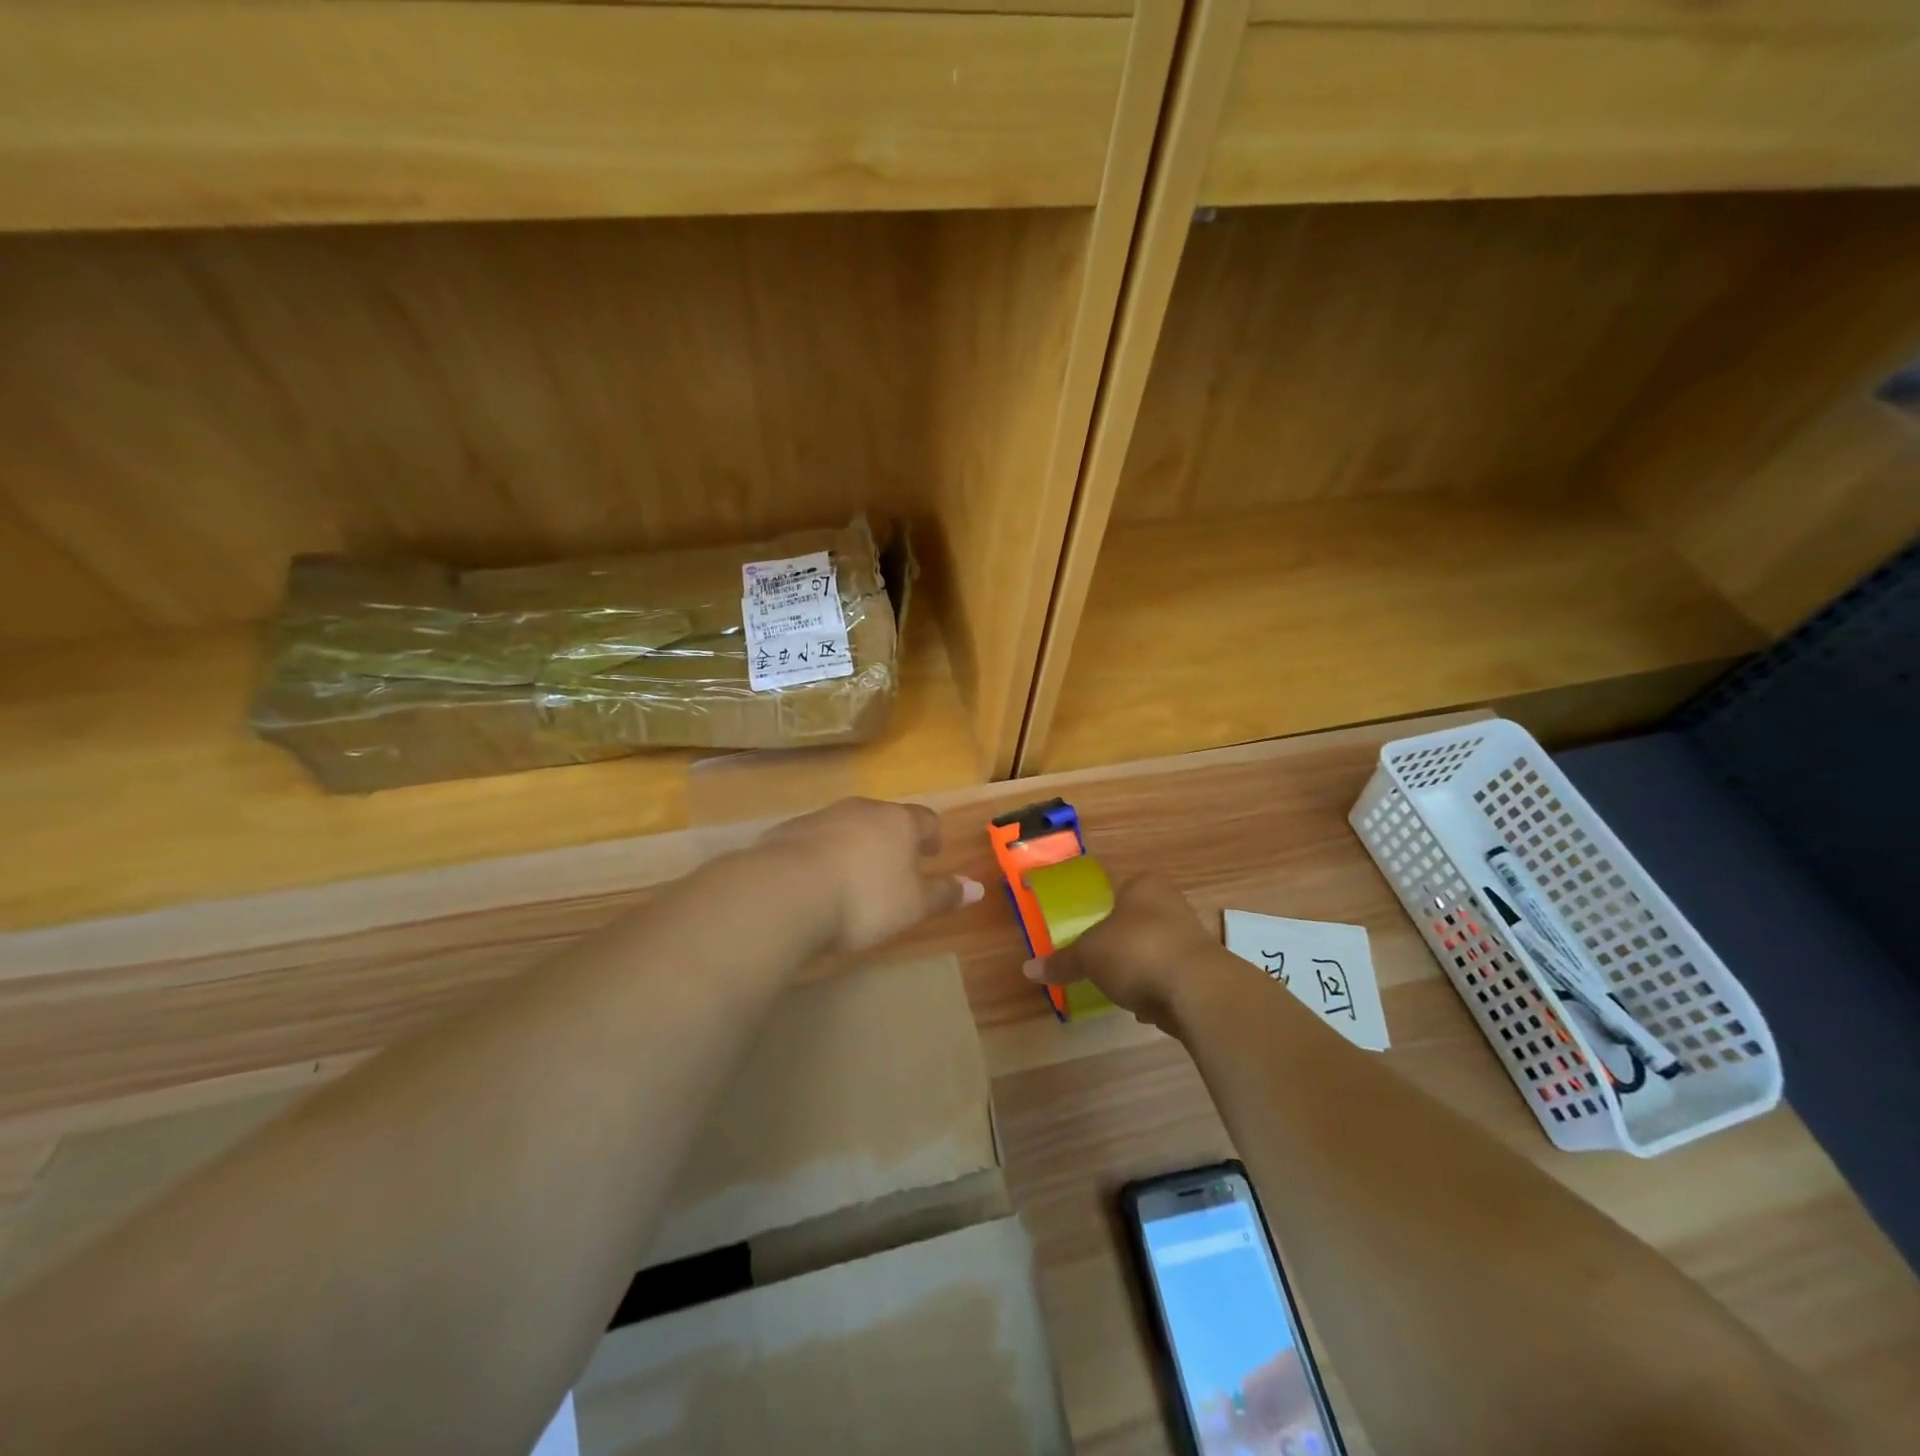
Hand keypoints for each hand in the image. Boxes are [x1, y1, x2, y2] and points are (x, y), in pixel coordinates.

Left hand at [759, 798, 983, 953]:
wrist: (787, 892)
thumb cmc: (865, 898)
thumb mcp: (913, 905)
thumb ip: (944, 894)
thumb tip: (977, 887)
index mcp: (898, 822)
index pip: (925, 819)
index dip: (932, 836)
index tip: (932, 854)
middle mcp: (861, 810)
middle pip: (885, 818)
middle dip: (893, 839)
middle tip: (896, 865)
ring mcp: (822, 817)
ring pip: (848, 825)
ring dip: (856, 845)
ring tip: (855, 876)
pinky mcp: (787, 832)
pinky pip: (815, 839)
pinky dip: (822, 854)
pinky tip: (817, 882)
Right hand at [1022, 871, 1237, 1028]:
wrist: (1198, 990)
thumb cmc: (1137, 951)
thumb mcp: (1089, 955)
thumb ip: (1062, 961)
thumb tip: (1028, 968)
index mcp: (1144, 886)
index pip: (1119, 889)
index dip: (1102, 909)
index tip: (1088, 933)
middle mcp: (1172, 904)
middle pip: (1137, 921)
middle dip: (1120, 943)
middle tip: (1098, 962)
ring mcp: (1191, 938)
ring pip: (1154, 950)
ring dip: (1139, 968)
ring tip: (1119, 988)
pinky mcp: (1203, 972)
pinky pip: (1170, 978)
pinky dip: (1157, 990)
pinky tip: (1144, 1008)